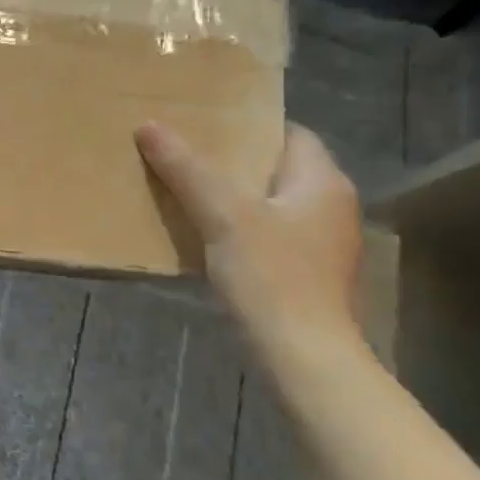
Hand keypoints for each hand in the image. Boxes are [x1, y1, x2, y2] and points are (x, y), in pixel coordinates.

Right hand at [136, 121, 361, 351]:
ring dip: (233, 196)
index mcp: (322, 182)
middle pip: (277, 168)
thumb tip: (148, 125)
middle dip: (233, 161)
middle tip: (185, 152)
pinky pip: (269, 234)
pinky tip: (205, 234)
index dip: (249, 125)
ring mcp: (321, 243)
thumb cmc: (271, 275)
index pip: (290, 134)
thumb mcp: (223, 215)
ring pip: (270, 203)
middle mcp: (330, 206)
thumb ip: (187, 169)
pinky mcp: (307, 273)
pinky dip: (239, 227)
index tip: (206, 124)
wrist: (303, 355)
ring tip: (186, 188)